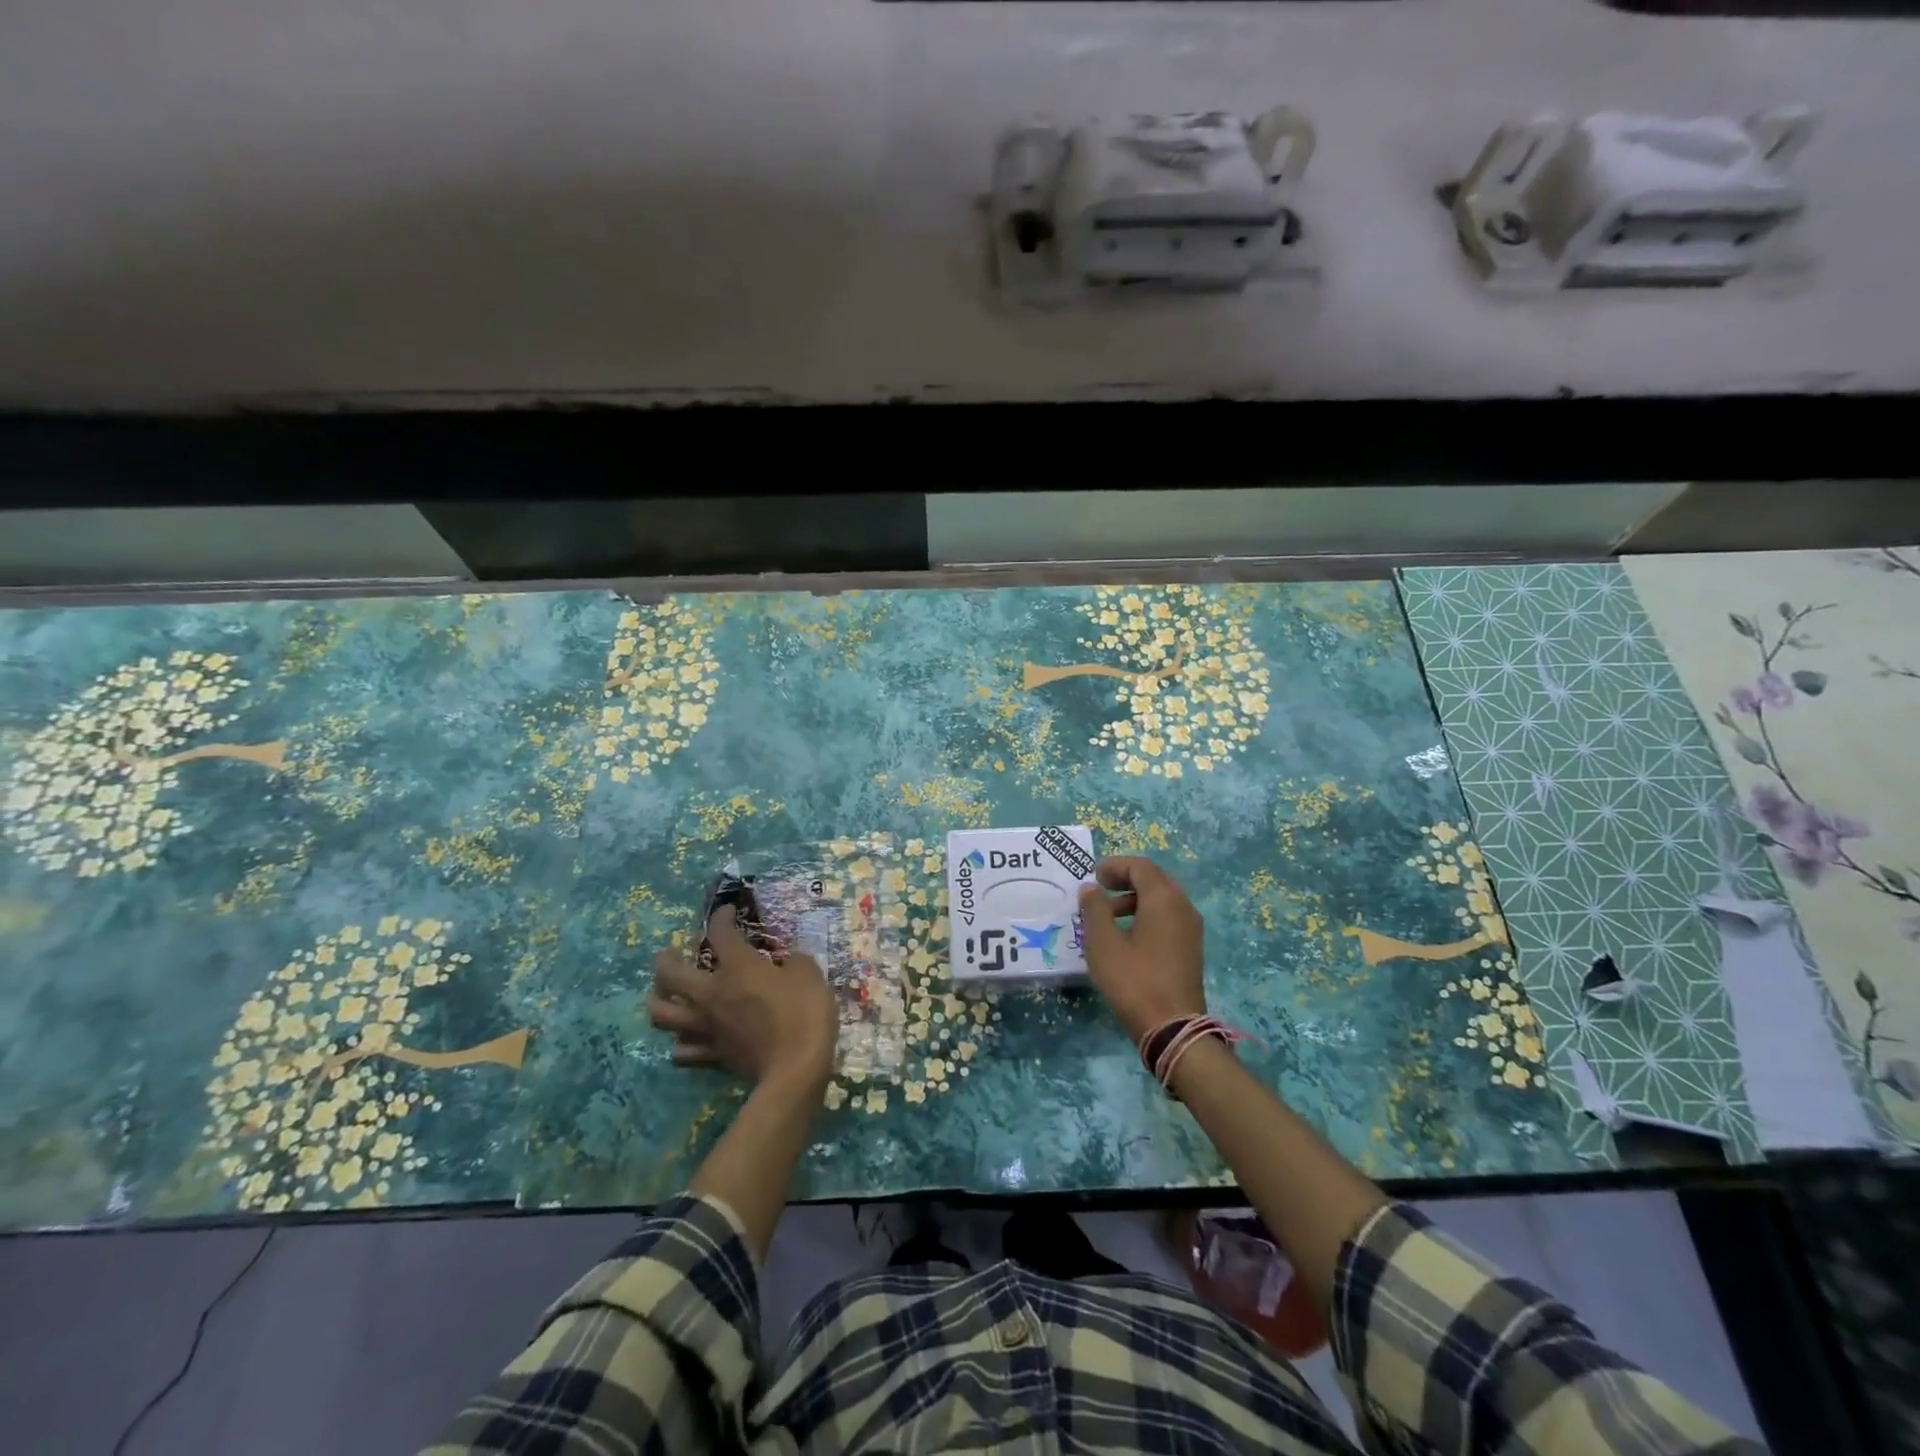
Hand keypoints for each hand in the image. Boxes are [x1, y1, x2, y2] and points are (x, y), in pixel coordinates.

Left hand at [649, 909, 837, 1088]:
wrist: (796, 1068)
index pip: (721, 932)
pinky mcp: (712, 1056)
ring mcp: (707, 1026)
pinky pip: (682, 1051)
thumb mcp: (809, 974)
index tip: (728, 912)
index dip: (721, 917)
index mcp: (738, 967)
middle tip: (669, 954)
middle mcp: (712, 994)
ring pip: (663, 1014)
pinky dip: (680, 1043)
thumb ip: (794, 962)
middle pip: (670, 973)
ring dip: (658, 1001)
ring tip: (663, 994)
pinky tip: (685, 1038)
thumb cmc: (804, 1013)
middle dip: (665, 959)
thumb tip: (788, 961)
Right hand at [1078, 856, 1207, 1041]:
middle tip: (1099, 890)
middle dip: (1125, 880)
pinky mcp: (1190, 949)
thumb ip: (1094, 909)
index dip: (1116, 866)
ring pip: (1162, 900)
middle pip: (1154, 880)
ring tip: (1107, 918)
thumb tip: (1091, 888)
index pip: (1141, 867)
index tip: (1094, 875)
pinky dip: (1146, 916)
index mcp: (1164, 900)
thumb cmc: (1134, 981)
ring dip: (1134, 900)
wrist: (1173, 1029)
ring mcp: (1191, 929)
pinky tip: (1126, 938)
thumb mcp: (1103, 943)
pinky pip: (1168, 919)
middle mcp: (1183, 907)